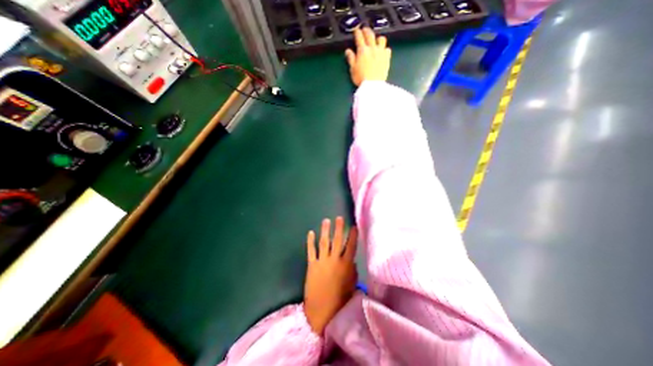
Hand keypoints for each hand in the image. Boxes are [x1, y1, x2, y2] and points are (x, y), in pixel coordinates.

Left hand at [305, 217, 358, 333]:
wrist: (322, 310)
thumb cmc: (340, 299)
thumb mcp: (351, 285)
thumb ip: (352, 271)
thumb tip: (351, 260)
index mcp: (346, 265)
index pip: (351, 246)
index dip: (352, 236)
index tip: (354, 226)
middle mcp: (334, 260)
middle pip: (337, 240)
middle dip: (339, 228)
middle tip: (339, 218)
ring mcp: (322, 261)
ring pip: (324, 242)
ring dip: (325, 230)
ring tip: (326, 220)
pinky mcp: (312, 265)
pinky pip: (311, 250)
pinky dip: (310, 241)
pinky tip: (310, 232)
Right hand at [344, 28, 388, 85]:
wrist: (373, 85)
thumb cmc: (361, 78)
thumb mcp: (352, 69)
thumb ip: (350, 58)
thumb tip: (348, 51)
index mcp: (362, 51)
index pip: (359, 37)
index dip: (357, 32)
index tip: (356, 30)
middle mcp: (372, 48)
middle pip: (370, 35)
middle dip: (366, 30)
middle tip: (364, 30)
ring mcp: (381, 52)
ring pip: (381, 39)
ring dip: (378, 38)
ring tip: (376, 40)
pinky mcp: (387, 58)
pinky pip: (387, 49)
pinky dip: (385, 48)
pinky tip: (383, 51)